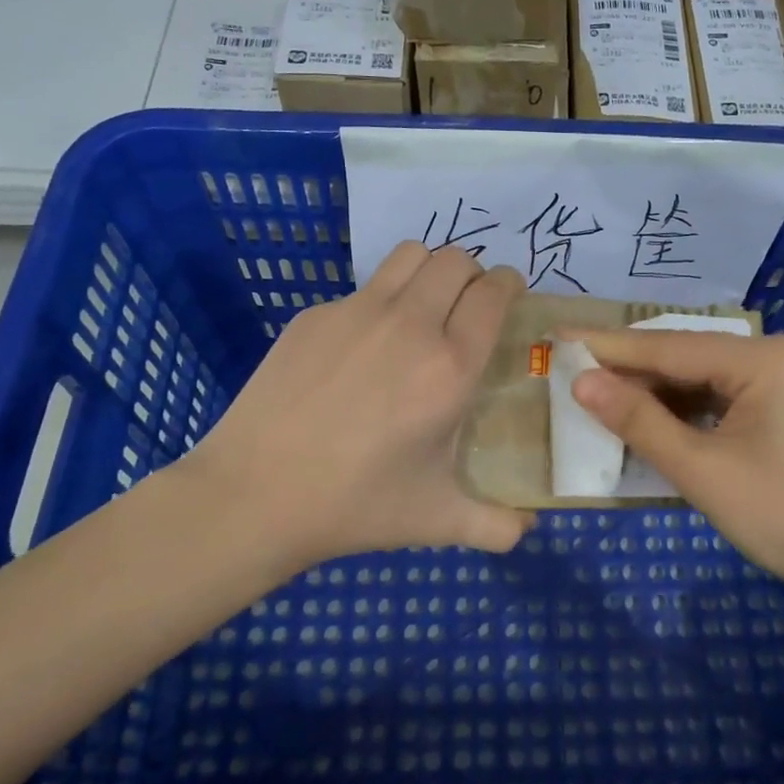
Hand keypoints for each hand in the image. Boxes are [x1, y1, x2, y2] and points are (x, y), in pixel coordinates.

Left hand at [187, 242, 533, 575]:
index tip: (510, 296)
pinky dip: (380, 302)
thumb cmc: (356, 505)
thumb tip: (528, 527)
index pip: (493, 293)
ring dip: (429, 271)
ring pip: (409, 255)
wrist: (255, 495)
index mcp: (448, 367)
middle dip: (473, 274)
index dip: (509, 285)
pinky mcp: (313, 316)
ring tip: (425, 307)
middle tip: (469, 307)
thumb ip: (497, 526)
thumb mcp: (438, 520)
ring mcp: (355, 313)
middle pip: (456, 259)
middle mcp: (408, 325)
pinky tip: (363, 350)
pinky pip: (363, 289)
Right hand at [570, 330, 783, 597]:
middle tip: (568, 373)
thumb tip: (581, 382)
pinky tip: (648, 426)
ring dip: (652, 395)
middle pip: (683, 357)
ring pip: (699, 381)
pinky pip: (718, 403)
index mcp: (759, 358)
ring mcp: (781, 386)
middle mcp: (771, 358)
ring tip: (596, 399)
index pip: (666, 345)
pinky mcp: (782, 414)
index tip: (556, 337)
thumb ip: (638, 422)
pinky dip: (681, 415)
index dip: (606, 345)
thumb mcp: (702, 470)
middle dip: (627, 370)